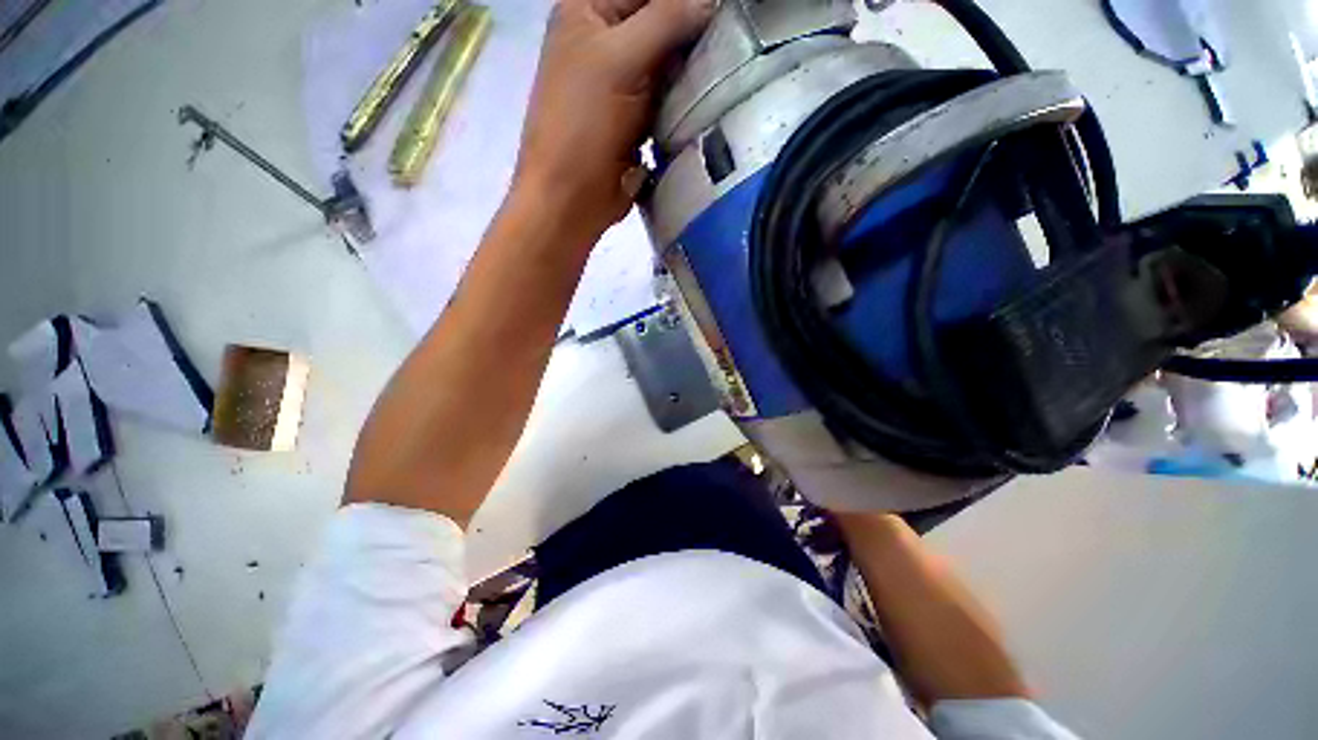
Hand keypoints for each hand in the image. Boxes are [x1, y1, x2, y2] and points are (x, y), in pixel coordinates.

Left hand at [513, 0, 715, 242]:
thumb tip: (711, 1)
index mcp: (589, 10)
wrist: (571, 199)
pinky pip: (670, 99)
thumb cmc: (582, 125)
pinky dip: (687, 100)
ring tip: (726, 73)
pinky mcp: (638, 120)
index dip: (684, 2)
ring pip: (670, 62)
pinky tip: (710, 100)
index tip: (721, 15)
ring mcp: (623, 84)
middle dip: (694, 33)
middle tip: (731, 44)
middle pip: (662, 21)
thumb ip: (666, 20)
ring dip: (694, 69)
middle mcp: (607, 41)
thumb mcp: (619, 60)